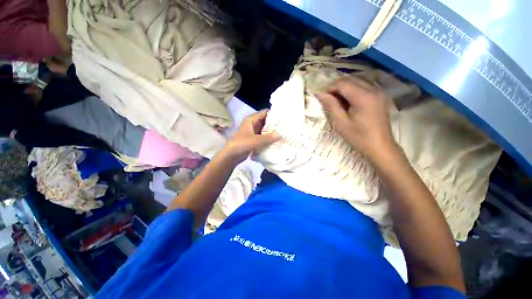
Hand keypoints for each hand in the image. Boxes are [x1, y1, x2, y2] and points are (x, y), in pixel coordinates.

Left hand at [222, 110, 279, 162]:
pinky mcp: (253, 138)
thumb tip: (281, 135)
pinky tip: (276, 139)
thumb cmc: (242, 144)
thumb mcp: (256, 140)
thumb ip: (269, 137)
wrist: (232, 155)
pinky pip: (263, 135)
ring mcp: (252, 131)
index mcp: (251, 119)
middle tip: (285, 126)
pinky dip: (268, 137)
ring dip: (271, 131)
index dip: (273, 114)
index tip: (283, 117)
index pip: (264, 113)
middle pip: (265, 120)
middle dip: (274, 123)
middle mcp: (252, 123)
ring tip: (283, 132)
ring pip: (264, 128)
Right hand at [316, 78, 395, 159]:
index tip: (321, 98)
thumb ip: (331, 106)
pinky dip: (352, 91)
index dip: (329, 88)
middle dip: (336, 87)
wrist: (380, 147)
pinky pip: (363, 87)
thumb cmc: (359, 137)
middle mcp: (373, 90)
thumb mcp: (341, 123)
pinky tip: (348, 103)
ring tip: (337, 102)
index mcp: (363, 97)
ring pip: (357, 82)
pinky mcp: (380, 96)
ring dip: (344, 89)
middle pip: (350, 80)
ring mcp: (379, 92)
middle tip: (327, 100)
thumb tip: (319, 94)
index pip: (342, 84)